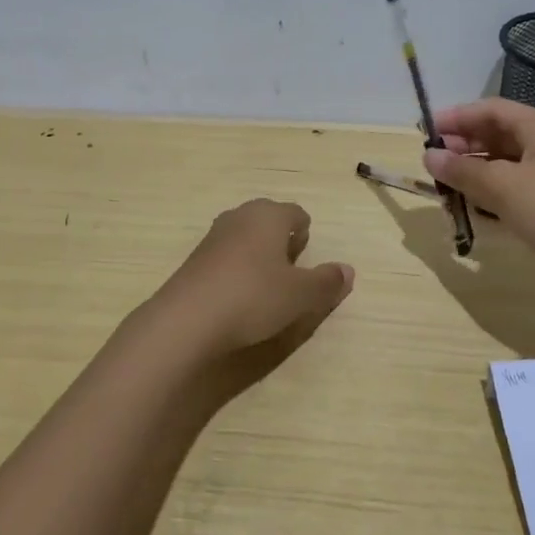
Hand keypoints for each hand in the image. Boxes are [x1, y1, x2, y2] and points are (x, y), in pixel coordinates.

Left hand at [149, 198, 354, 361]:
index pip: (297, 214)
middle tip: (289, 274)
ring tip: (264, 289)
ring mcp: (212, 237)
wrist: (187, 320)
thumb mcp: (301, 295)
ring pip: (245, 238)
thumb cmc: (254, 297)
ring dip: (258, 257)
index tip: (305, 261)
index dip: (305, 236)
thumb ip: (327, 281)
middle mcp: (239, 216)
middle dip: (281, 243)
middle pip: (269, 221)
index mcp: (269, 215)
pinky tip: (237, 298)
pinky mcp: (194, 260)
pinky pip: (225, 257)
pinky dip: (236, 271)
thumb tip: (347, 270)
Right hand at [424, 100, 534, 317]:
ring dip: (473, 169)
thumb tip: (428, 156)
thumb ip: (463, 170)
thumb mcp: (504, 187)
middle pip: (498, 134)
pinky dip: (487, 191)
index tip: (426, 130)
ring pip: (503, 164)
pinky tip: (467, 202)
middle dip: (464, 142)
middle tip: (432, 158)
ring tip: (443, 181)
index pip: (494, 110)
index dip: (459, 116)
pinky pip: (510, 189)